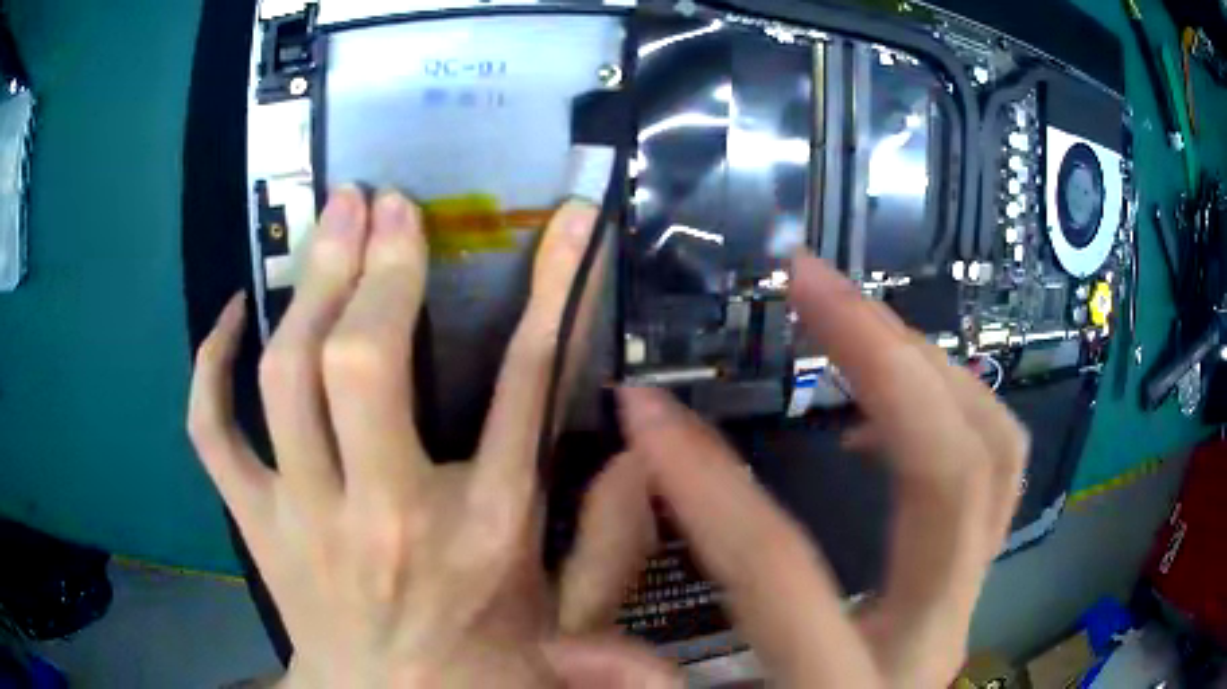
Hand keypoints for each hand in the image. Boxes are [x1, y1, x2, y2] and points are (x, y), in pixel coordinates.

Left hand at [188, 188, 657, 686]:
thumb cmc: (486, 667)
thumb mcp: (572, 618)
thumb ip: (614, 541)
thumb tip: (644, 452)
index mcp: (483, 535)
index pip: (522, 385)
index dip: (552, 286)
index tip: (565, 218)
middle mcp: (385, 517)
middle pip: (363, 363)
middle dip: (378, 265)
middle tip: (383, 201)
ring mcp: (303, 520)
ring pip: (283, 380)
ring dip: (307, 286)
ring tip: (330, 222)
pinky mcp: (254, 525)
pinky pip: (209, 431)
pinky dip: (210, 363)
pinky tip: (234, 312)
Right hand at [595, 252, 1027, 687]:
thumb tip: (568, 645)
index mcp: (851, 685)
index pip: (781, 569)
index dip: (705, 483)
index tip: (644, 407)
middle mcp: (935, 629)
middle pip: (952, 477)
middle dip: (884, 361)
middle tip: (812, 283)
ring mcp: (968, 595)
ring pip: (995, 454)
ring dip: (930, 368)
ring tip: (858, 320)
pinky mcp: (972, 577)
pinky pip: (995, 469)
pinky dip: (953, 409)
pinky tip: (886, 404)